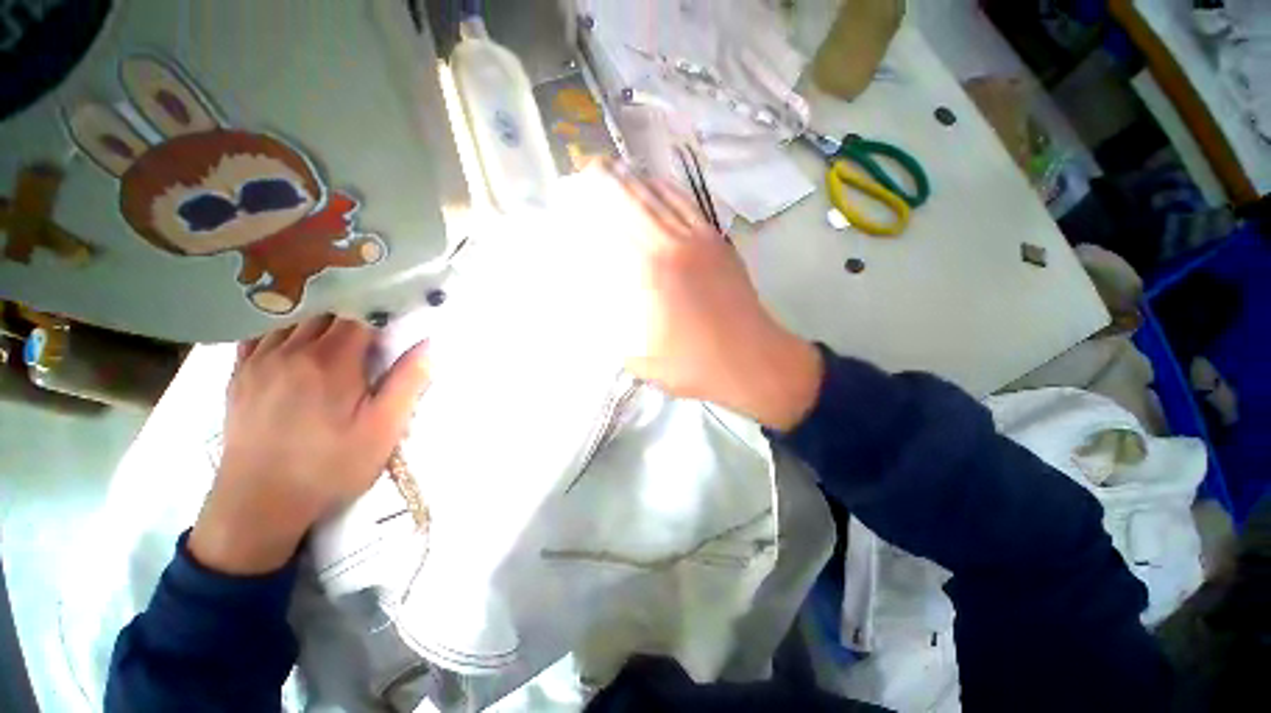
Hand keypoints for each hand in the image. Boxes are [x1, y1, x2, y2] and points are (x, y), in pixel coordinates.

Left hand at [189, 316, 430, 574]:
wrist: (259, 504)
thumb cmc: (331, 466)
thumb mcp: (384, 429)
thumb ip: (407, 382)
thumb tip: (427, 344)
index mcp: (331, 360)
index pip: (358, 315)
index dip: (380, 313)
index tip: (396, 322)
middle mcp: (291, 350)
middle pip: (326, 312)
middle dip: (352, 316)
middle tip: (371, 333)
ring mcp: (259, 361)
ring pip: (293, 320)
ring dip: (319, 320)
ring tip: (337, 334)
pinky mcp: (239, 376)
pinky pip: (258, 335)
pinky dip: (280, 328)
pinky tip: (292, 339)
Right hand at [592, 163, 823, 430]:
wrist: (752, 361)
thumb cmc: (694, 365)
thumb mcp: (640, 356)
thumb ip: (612, 329)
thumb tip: (593, 305)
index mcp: (652, 268)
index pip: (614, 218)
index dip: (592, 198)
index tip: (573, 187)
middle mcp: (675, 242)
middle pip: (637, 197)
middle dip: (609, 179)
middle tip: (588, 169)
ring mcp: (702, 239)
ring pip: (664, 195)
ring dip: (638, 181)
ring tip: (617, 173)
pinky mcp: (719, 243)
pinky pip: (688, 206)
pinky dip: (667, 192)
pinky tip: (658, 190)